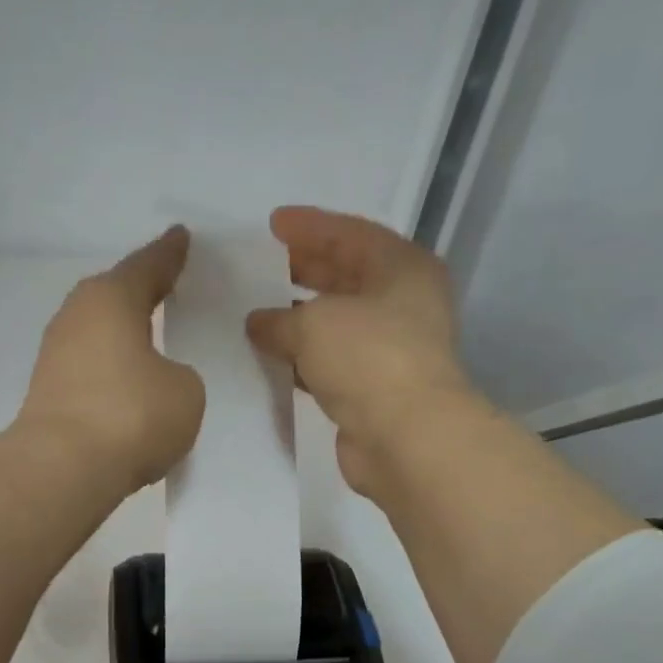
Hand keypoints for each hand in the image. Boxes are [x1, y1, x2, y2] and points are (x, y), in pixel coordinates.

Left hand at [16, 225, 204, 493]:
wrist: (63, 468)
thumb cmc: (132, 415)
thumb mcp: (184, 391)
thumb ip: (178, 375)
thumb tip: (155, 381)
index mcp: (112, 298)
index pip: (148, 266)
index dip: (169, 254)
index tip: (180, 237)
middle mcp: (77, 316)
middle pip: (115, 295)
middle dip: (140, 292)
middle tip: (166, 287)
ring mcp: (55, 355)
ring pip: (98, 333)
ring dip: (121, 335)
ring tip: (148, 338)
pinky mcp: (47, 392)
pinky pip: (89, 368)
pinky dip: (109, 369)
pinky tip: (125, 383)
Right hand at [247, 206, 477, 497]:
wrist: (405, 437)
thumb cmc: (368, 358)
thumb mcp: (314, 323)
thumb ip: (279, 318)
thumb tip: (258, 322)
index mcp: (403, 268)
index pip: (351, 234)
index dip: (309, 227)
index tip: (272, 225)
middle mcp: (404, 304)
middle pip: (348, 277)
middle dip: (305, 270)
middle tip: (264, 266)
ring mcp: (392, 350)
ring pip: (339, 323)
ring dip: (301, 319)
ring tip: (259, 313)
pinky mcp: (375, 390)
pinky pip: (333, 362)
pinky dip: (304, 358)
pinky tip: (273, 358)